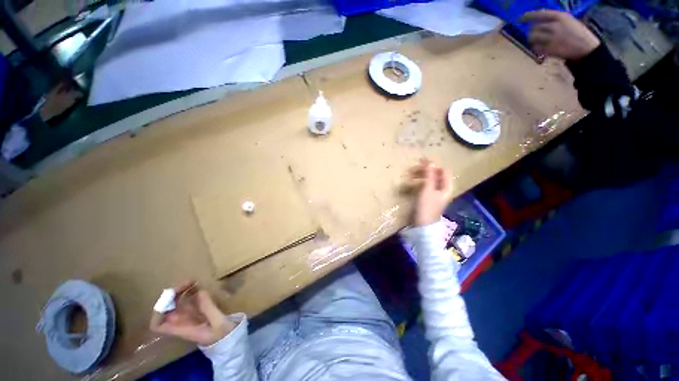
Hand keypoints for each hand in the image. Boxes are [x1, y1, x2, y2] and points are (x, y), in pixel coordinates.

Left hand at [149, 281, 235, 345]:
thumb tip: (199, 291)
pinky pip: (187, 302)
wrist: (229, 338)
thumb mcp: (217, 322)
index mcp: (182, 329)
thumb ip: (208, 308)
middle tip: (188, 282)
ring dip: (181, 292)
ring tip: (193, 281)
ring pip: (176, 304)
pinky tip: (197, 286)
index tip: (170, 299)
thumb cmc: (222, 334)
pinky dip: (189, 293)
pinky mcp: (197, 312)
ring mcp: (188, 317)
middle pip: (167, 309)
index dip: (159, 312)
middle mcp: (181, 323)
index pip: (158, 325)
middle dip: (173, 295)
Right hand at [408, 159, 453, 226]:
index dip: (432, 165)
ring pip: (428, 179)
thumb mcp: (428, 189)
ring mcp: (434, 193)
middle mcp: (442, 188)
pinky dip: (418, 182)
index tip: (420, 162)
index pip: (442, 170)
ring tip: (409, 176)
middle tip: (411, 170)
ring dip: (419, 176)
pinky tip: (411, 183)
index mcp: (446, 186)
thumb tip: (430, 161)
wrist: (422, 224)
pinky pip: (424, 185)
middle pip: (435, 174)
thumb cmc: (426, 206)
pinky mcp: (427, 197)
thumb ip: (429, 175)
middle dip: (424, 170)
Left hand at [521, 10, 599, 60]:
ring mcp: (551, 39)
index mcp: (560, 17)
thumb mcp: (567, 20)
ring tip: (538, 40)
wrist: (585, 47)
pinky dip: (536, 47)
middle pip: (534, 27)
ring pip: (532, 37)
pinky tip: (541, 47)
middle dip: (533, 30)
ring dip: (533, 39)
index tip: (521, 18)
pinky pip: (535, 48)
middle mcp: (554, 26)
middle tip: (535, 33)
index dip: (528, 16)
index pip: (540, 14)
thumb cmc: (577, 33)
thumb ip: (553, 19)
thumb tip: (538, 19)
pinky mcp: (549, 50)